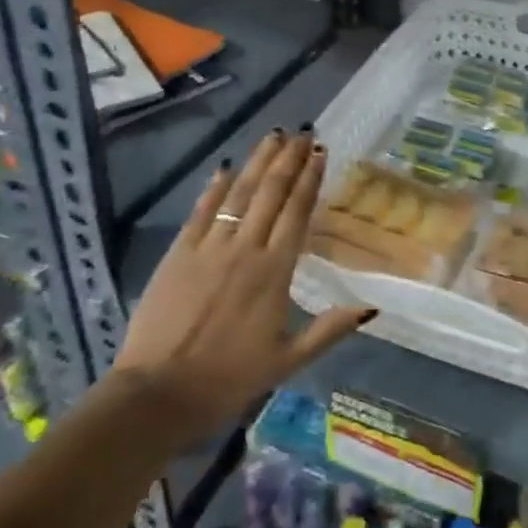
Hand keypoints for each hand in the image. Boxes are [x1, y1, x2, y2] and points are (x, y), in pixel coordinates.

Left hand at [113, 130, 373, 440]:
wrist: (156, 395)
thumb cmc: (227, 380)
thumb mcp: (287, 362)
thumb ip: (329, 330)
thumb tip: (372, 308)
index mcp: (275, 272)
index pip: (297, 212)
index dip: (310, 179)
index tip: (320, 152)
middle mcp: (245, 250)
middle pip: (271, 194)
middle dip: (288, 160)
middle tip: (302, 132)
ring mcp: (208, 248)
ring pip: (239, 195)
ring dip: (257, 163)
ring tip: (273, 137)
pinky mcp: (177, 254)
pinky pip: (201, 212)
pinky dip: (214, 188)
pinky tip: (225, 168)